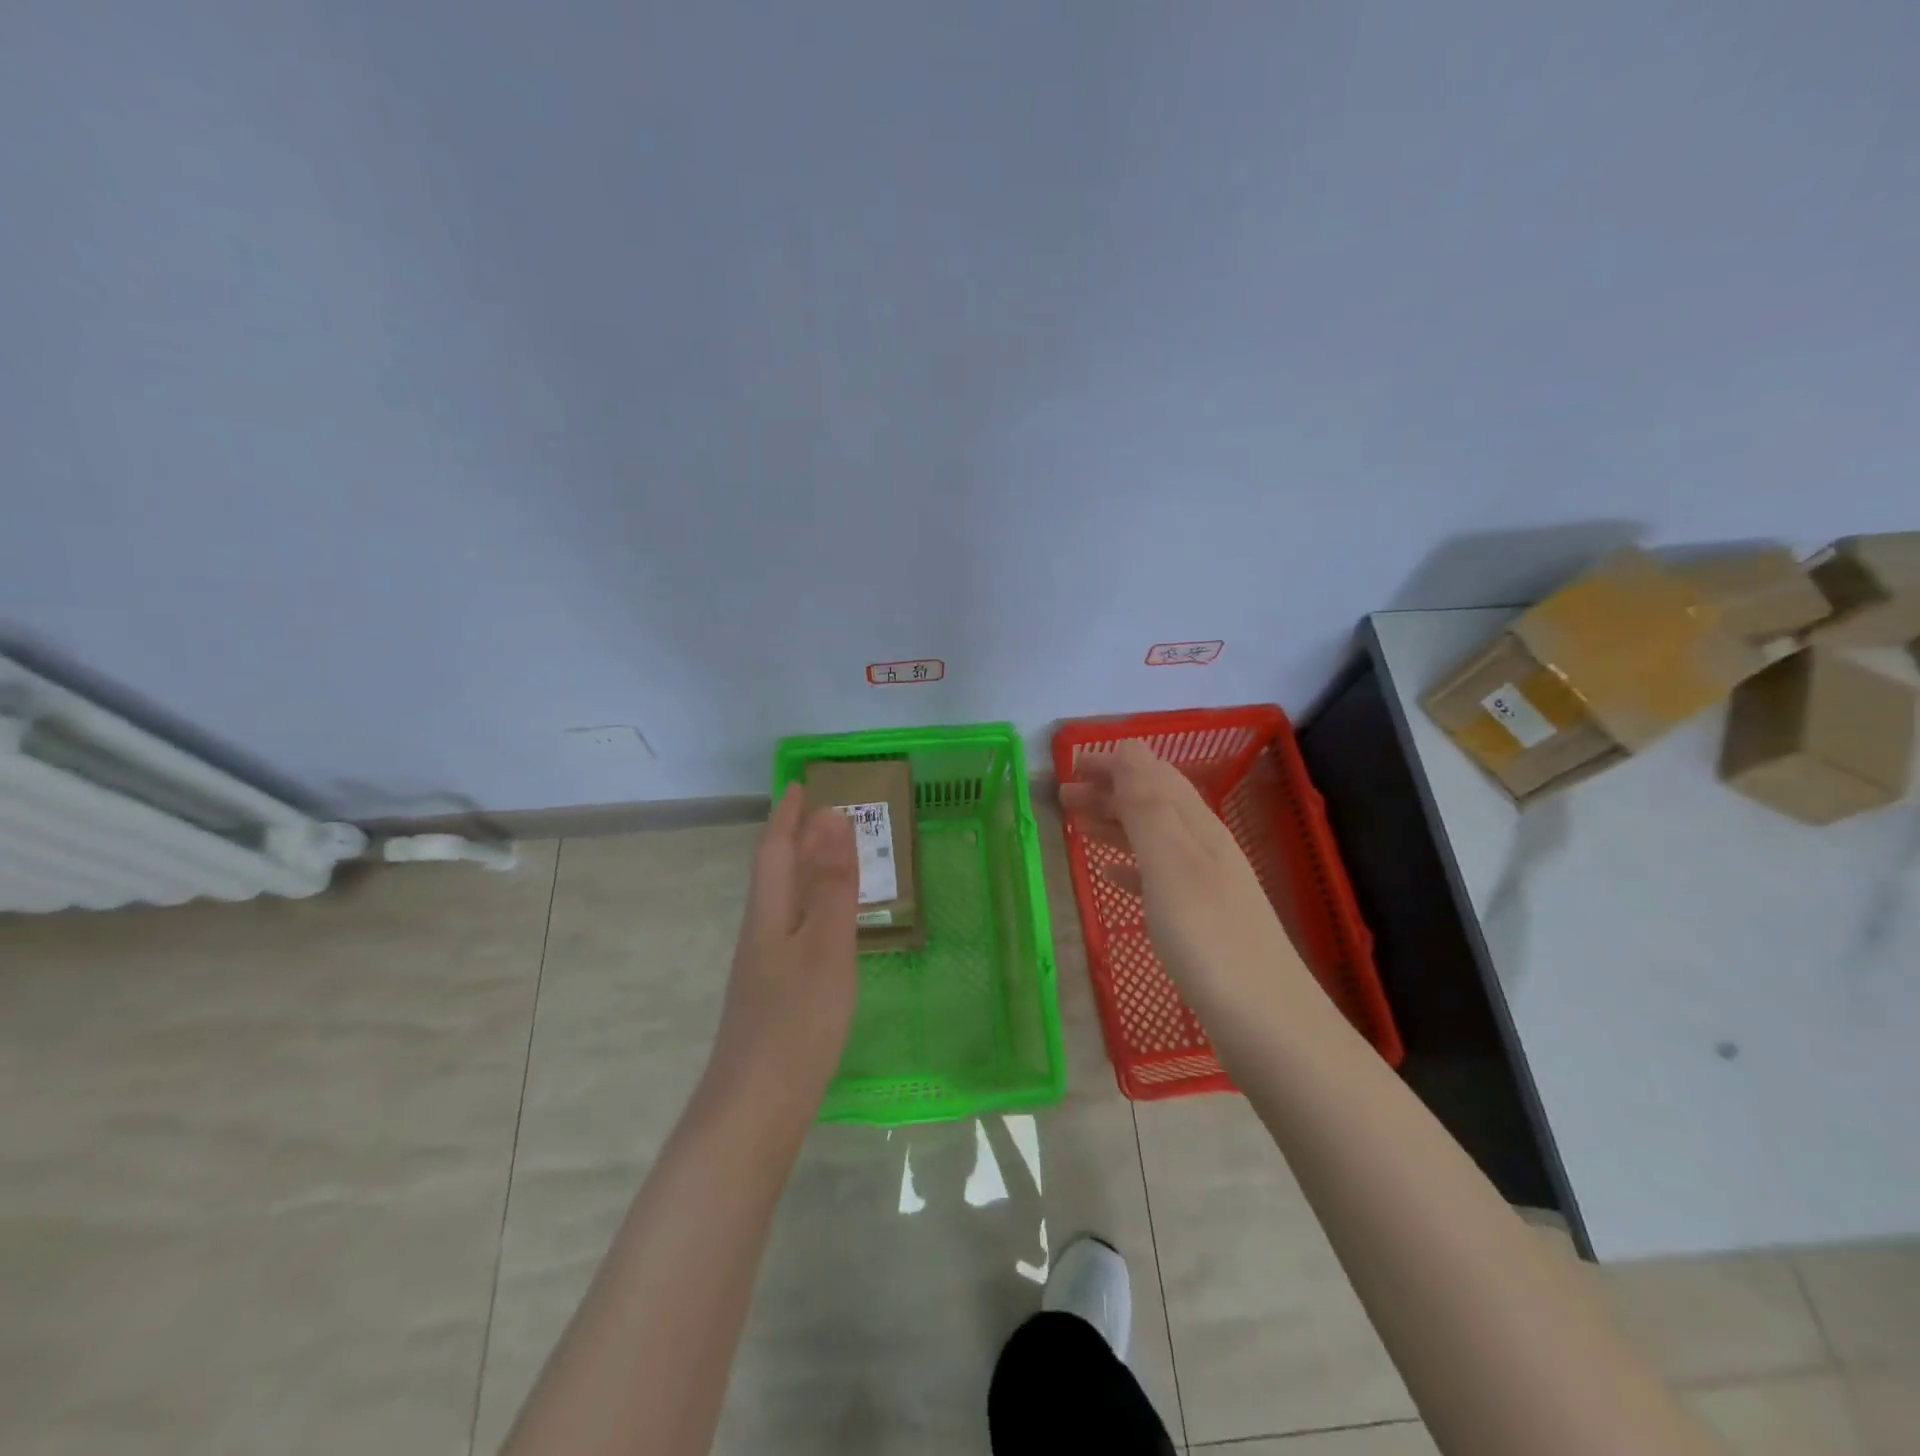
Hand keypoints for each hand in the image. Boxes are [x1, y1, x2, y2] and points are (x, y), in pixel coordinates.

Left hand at [706, 783, 860, 1105]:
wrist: (755, 1110)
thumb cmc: (796, 1021)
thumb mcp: (825, 946)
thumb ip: (832, 883)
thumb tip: (832, 815)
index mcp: (770, 915)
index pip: (774, 851)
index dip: (787, 817)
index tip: (799, 785)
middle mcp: (761, 935)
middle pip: (775, 876)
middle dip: (793, 840)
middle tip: (820, 816)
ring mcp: (765, 970)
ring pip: (783, 906)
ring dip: (803, 874)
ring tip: (829, 861)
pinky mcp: (774, 999)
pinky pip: (794, 934)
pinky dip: (811, 912)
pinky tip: (827, 931)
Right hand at [1059, 741, 1300, 1008]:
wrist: (1268, 1026)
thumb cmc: (1209, 940)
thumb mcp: (1171, 865)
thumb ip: (1148, 807)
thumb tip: (1129, 749)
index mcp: (1198, 828)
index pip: (1154, 776)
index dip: (1115, 763)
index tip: (1071, 763)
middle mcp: (1204, 848)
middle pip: (1153, 803)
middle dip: (1109, 791)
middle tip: (1062, 794)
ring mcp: (1205, 886)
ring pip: (1152, 838)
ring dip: (1115, 824)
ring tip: (1077, 825)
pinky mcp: (1201, 921)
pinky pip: (1157, 876)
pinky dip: (1130, 865)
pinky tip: (1111, 875)